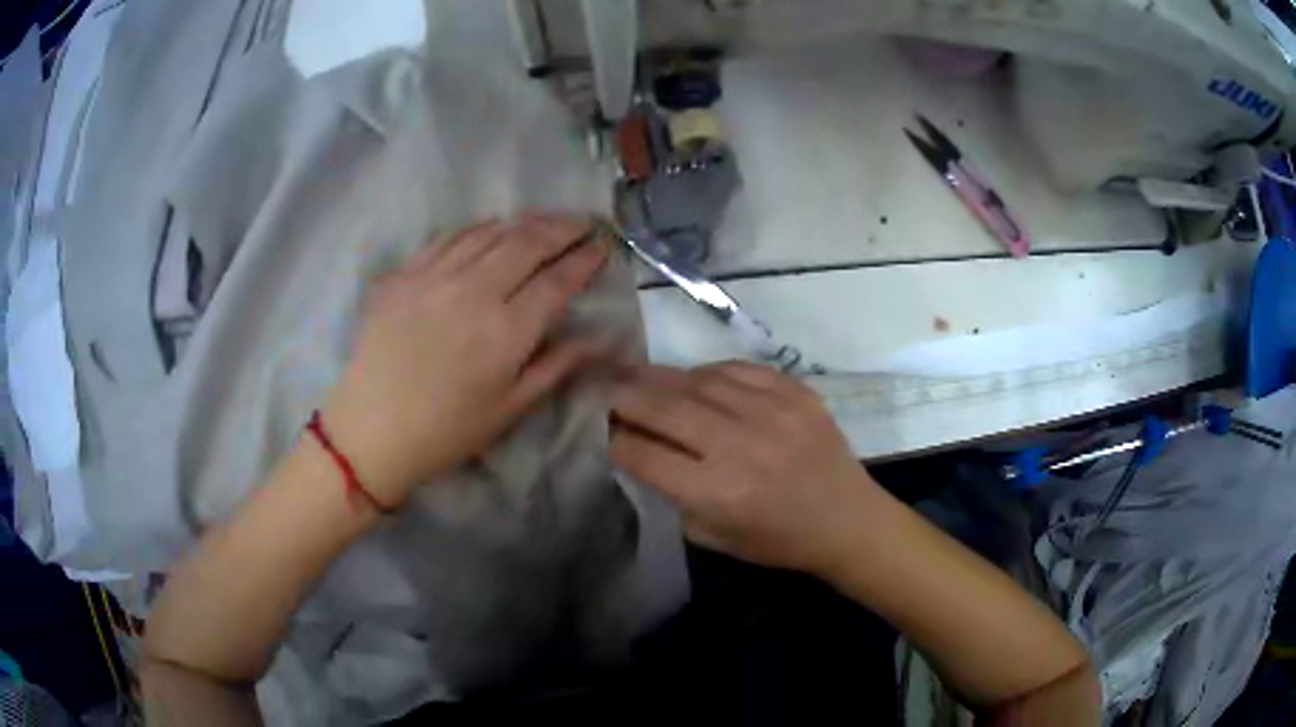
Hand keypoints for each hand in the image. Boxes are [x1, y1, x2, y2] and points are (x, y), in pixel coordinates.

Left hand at [321, 215, 609, 508]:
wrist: (371, 430)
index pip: (557, 280)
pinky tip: (491, 227)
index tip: (604, 245)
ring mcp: (434, 276)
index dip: (586, 259)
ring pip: (490, 232)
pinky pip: (449, 237)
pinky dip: (478, 227)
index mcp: (506, 331)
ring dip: (525, 222)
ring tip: (546, 220)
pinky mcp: (404, 274)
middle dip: (563, 227)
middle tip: (584, 222)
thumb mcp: (510, 408)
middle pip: (528, 243)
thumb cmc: (446, 430)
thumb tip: (603, 339)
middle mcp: (473, 291)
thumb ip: (557, 366)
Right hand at [610, 361, 881, 575]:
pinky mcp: (796, 392)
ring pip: (697, 380)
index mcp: (718, 492)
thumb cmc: (777, 540)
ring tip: (639, 377)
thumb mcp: (713, 535)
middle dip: (624, 395)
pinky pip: (737, 369)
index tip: (598, 428)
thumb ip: (673, 493)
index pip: (644, 455)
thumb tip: (639, 449)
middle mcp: (741, 445)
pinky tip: (695, 380)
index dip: (614, 438)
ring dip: (660, 378)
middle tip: (601, 386)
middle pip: (663, 407)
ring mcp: (773, 412)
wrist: (847, 520)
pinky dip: (708, 373)